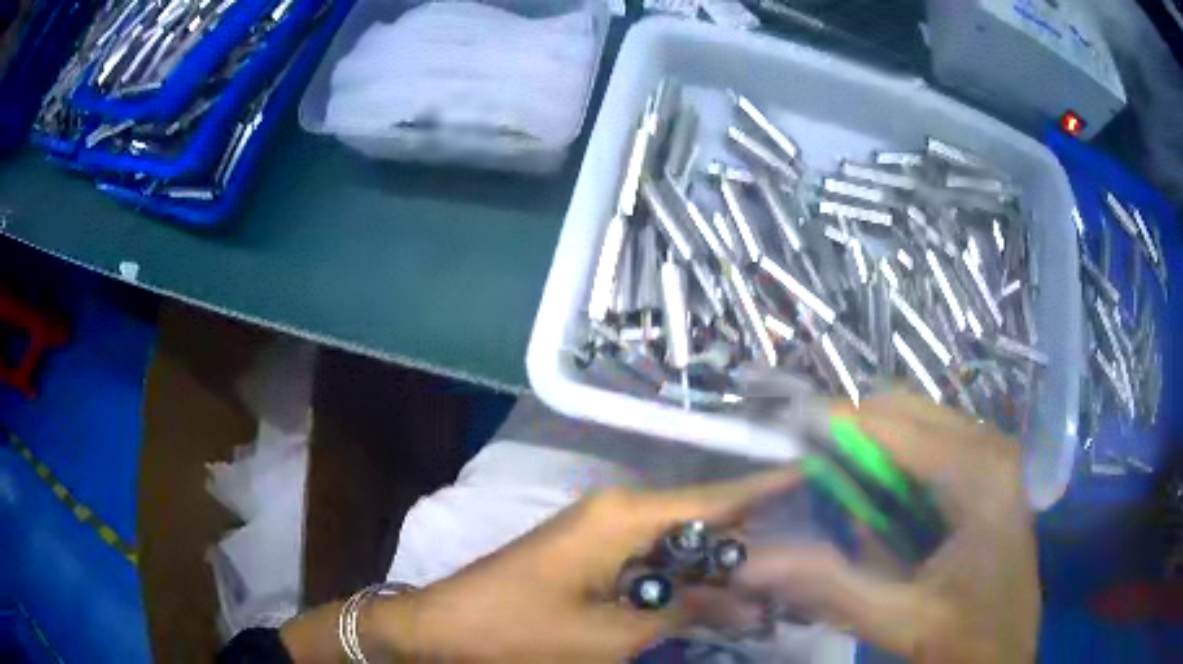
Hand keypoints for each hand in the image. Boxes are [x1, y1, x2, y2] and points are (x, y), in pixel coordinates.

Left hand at [355, 469, 798, 662]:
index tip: (815, 474)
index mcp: (623, 516)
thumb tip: (748, 598)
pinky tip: (716, 594)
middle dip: (751, 542)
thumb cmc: (522, 631)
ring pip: (679, 540)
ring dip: (718, 564)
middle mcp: (617, 508)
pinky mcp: (590, 550)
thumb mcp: (611, 635)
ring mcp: (601, 528)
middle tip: (804, 558)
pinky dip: (685, 575)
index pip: (716, 498)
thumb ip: (684, 610)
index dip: (768, 488)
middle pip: (702, 518)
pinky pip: (652, 556)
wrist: (446, 627)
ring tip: (772, 584)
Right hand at [735, 393, 1039, 662]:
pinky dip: (891, 468)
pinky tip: (877, 510)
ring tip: (833, 495)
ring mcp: (991, 456)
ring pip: (915, 424)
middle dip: (849, 436)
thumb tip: (752, 562)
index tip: (778, 434)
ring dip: (869, 452)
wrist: (1007, 655)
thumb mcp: (899, 621)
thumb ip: (830, 587)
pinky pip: (927, 448)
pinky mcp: (986, 473)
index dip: (832, 424)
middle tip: (802, 475)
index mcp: (980, 473)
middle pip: (905, 410)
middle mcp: (989, 446)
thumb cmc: (967, 640)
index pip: (894, 425)